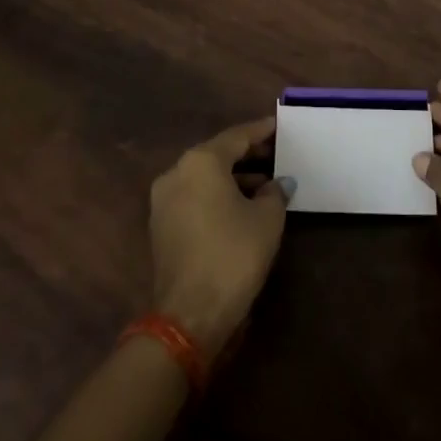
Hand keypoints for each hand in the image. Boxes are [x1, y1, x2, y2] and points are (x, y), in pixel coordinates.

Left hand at [148, 118, 286, 358]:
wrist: (190, 314)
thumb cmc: (233, 255)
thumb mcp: (267, 219)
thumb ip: (275, 192)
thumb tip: (278, 183)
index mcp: (201, 161)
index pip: (237, 136)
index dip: (261, 131)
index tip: (279, 125)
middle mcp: (177, 172)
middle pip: (218, 154)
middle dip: (248, 154)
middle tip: (277, 154)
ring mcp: (164, 199)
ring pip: (205, 176)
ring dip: (234, 177)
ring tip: (266, 183)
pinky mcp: (161, 225)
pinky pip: (195, 196)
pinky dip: (217, 194)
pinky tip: (242, 205)